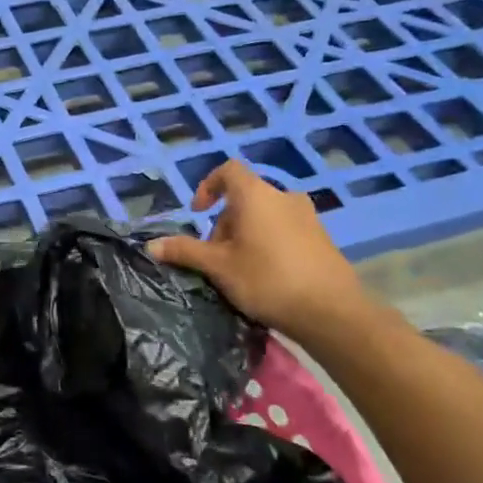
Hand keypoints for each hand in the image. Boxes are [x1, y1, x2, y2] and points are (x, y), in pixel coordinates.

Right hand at [148, 161, 368, 342]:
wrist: (331, 311)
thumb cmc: (267, 279)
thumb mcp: (219, 267)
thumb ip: (185, 251)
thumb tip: (151, 245)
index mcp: (256, 195)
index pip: (228, 171)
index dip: (208, 186)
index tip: (198, 212)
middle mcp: (283, 197)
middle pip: (245, 198)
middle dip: (224, 223)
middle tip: (215, 256)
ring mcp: (307, 217)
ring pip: (265, 216)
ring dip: (246, 235)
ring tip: (239, 268)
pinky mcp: (322, 238)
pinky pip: (285, 230)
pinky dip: (268, 243)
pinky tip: (267, 275)